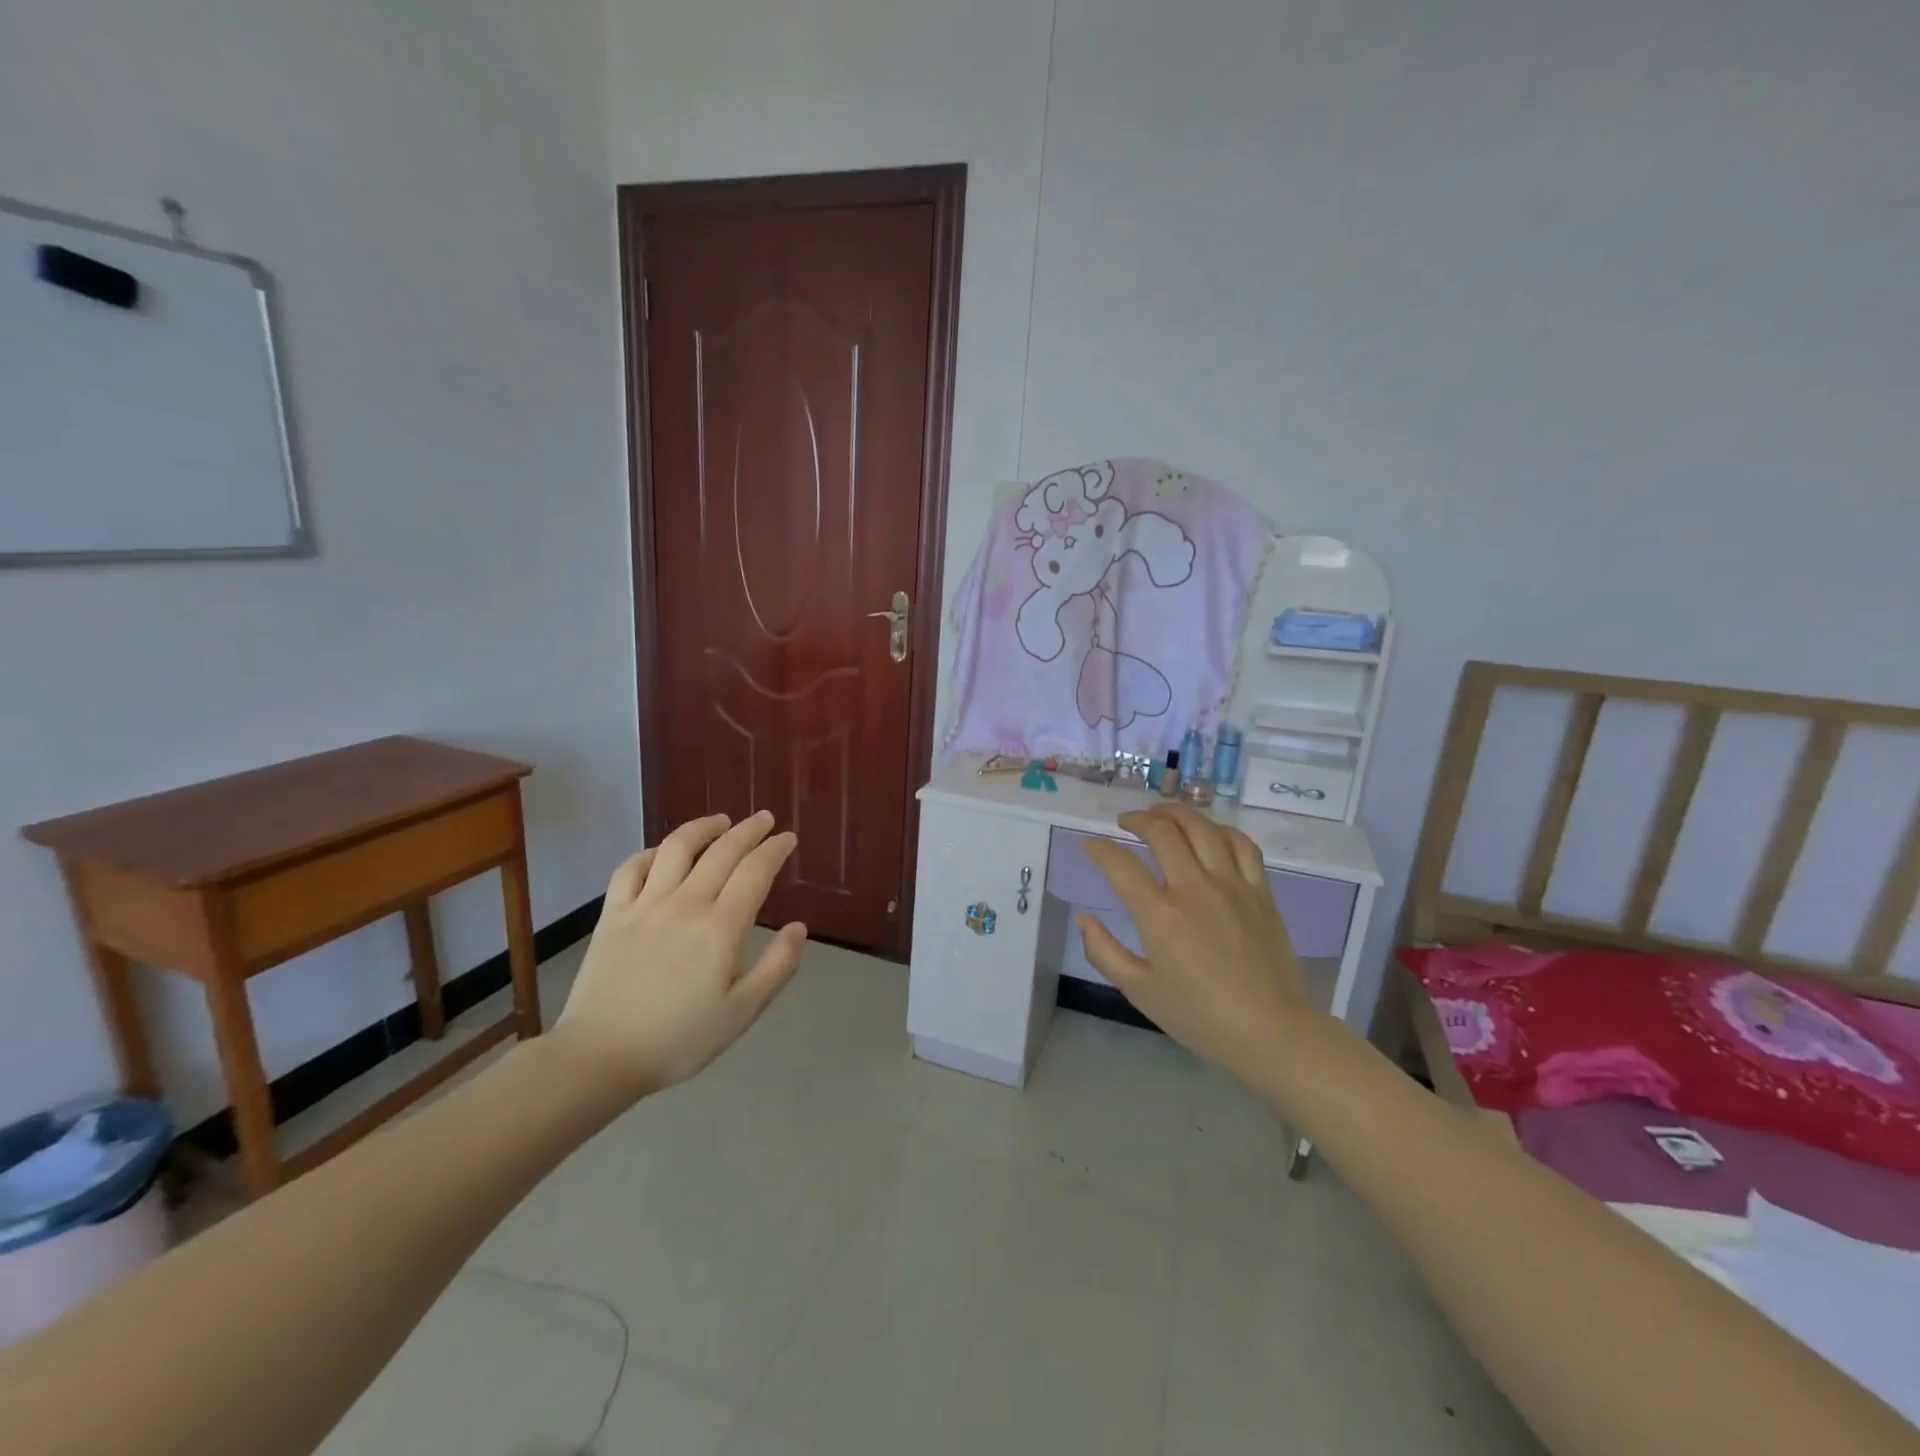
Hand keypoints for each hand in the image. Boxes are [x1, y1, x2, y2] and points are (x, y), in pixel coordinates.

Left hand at [552, 811, 806, 1099]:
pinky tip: (662, 853)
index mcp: (720, 928)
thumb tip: (800, 927)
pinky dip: (650, 852)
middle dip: (749, 830)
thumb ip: (777, 967)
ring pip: (676, 848)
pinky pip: (630, 869)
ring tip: (720, 820)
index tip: (788, 838)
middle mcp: (685, 904)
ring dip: (702, 827)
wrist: (599, 1057)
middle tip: (765, 819)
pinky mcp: (613, 915)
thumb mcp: (741, 1013)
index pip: (755, 872)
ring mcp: (645, 905)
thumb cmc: (677, 1039)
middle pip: (722, 851)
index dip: (775, 850)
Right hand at [1078, 803, 1314, 1080]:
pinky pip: (1242, 845)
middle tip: (1125, 822)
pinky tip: (1209, 833)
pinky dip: (1221, 830)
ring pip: (1202, 828)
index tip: (1090, 845)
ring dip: (1176, 813)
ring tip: (1161, 813)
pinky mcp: (1260, 891)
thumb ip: (1105, 952)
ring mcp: (1232, 886)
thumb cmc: (1200, 1017)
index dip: (1099, 849)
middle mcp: (1194, 889)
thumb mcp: (1140, 991)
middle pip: (1162, 832)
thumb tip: (1084, 919)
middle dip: (1137, 819)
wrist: (1271, 1032)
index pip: (1120, 864)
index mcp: (1160, 916)